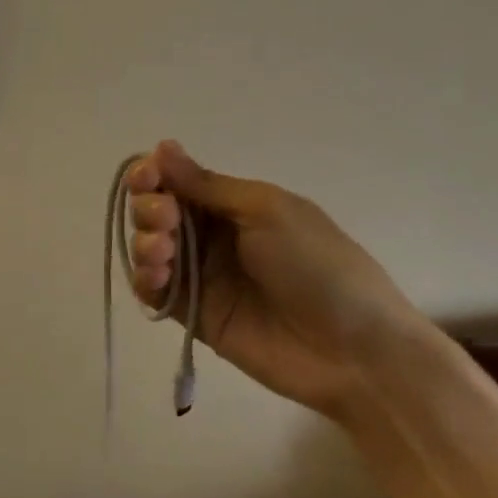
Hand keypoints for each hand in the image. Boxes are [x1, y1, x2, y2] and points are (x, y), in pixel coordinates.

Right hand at [126, 140, 422, 416]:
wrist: (354, 350)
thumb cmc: (317, 265)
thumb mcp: (266, 210)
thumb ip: (207, 185)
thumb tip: (162, 146)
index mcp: (234, 204)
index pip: (179, 180)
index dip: (155, 173)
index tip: (146, 177)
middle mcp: (213, 235)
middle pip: (158, 210)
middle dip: (149, 207)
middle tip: (164, 219)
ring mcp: (203, 277)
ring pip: (150, 248)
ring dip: (143, 241)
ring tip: (162, 252)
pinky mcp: (194, 316)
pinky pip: (156, 292)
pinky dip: (144, 279)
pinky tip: (156, 277)